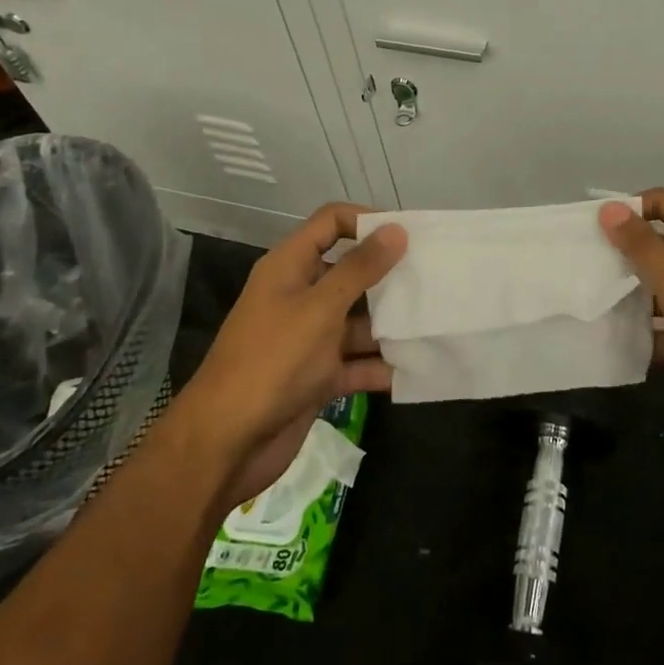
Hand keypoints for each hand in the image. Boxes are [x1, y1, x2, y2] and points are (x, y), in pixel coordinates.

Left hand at [176, 203, 406, 508]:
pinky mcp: (319, 375)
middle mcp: (300, 296)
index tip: (408, 236)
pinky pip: (357, 362)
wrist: (227, 442)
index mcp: (290, 267)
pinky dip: (381, 366)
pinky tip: (417, 368)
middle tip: (435, 279)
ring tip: (436, 324)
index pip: (331, 223)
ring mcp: (310, 338)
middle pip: (351, 272)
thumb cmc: (272, 362)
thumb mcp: (319, 309)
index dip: (367, 221)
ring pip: (359, 321)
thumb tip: (396, 229)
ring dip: (391, 326)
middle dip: (390, 277)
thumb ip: (360, 269)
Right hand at [599, 189, 663, 446]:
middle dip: (624, 254)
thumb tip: (609, 208)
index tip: (590, 230)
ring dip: (633, 294)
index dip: (627, 210)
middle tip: (580, 268)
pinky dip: (650, 330)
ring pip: (663, 285)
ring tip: (589, 304)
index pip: (662, 203)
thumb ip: (643, 248)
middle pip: (660, 244)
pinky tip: (617, 342)